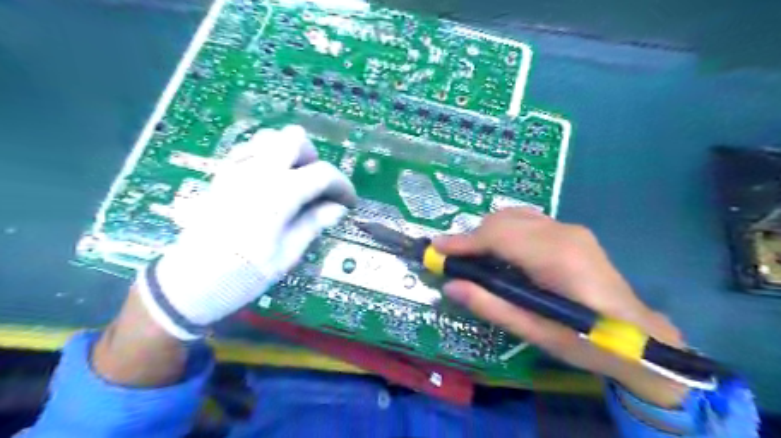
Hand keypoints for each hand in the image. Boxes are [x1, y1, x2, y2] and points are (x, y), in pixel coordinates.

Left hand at [136, 125, 356, 340]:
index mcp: (279, 194)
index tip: (348, 202)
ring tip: (293, 182)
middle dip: (313, 159)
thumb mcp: (287, 254)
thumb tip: (338, 208)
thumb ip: (314, 223)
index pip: (323, 173)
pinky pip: (248, 150)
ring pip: (269, 138)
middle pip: (295, 139)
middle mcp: (258, 172)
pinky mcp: (222, 176)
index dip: (342, 186)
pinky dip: (266, 157)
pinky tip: (269, 181)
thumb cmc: (243, 274)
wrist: (190, 282)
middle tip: (316, 187)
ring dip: (288, 155)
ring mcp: (236, 170)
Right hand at [437, 209, 684, 406]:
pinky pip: (527, 221)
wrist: (639, 336)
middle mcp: (563, 233)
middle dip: (473, 236)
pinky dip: (505, 231)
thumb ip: (490, 306)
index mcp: (556, 258)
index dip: (464, 241)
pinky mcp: (572, 232)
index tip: (436, 248)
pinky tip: (502, 252)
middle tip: (455, 260)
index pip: (499, 236)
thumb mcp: (534, 332)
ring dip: (488, 232)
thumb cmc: (586, 341)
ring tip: (475, 257)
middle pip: (503, 220)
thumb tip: (451, 286)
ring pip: (514, 216)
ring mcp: (570, 229)